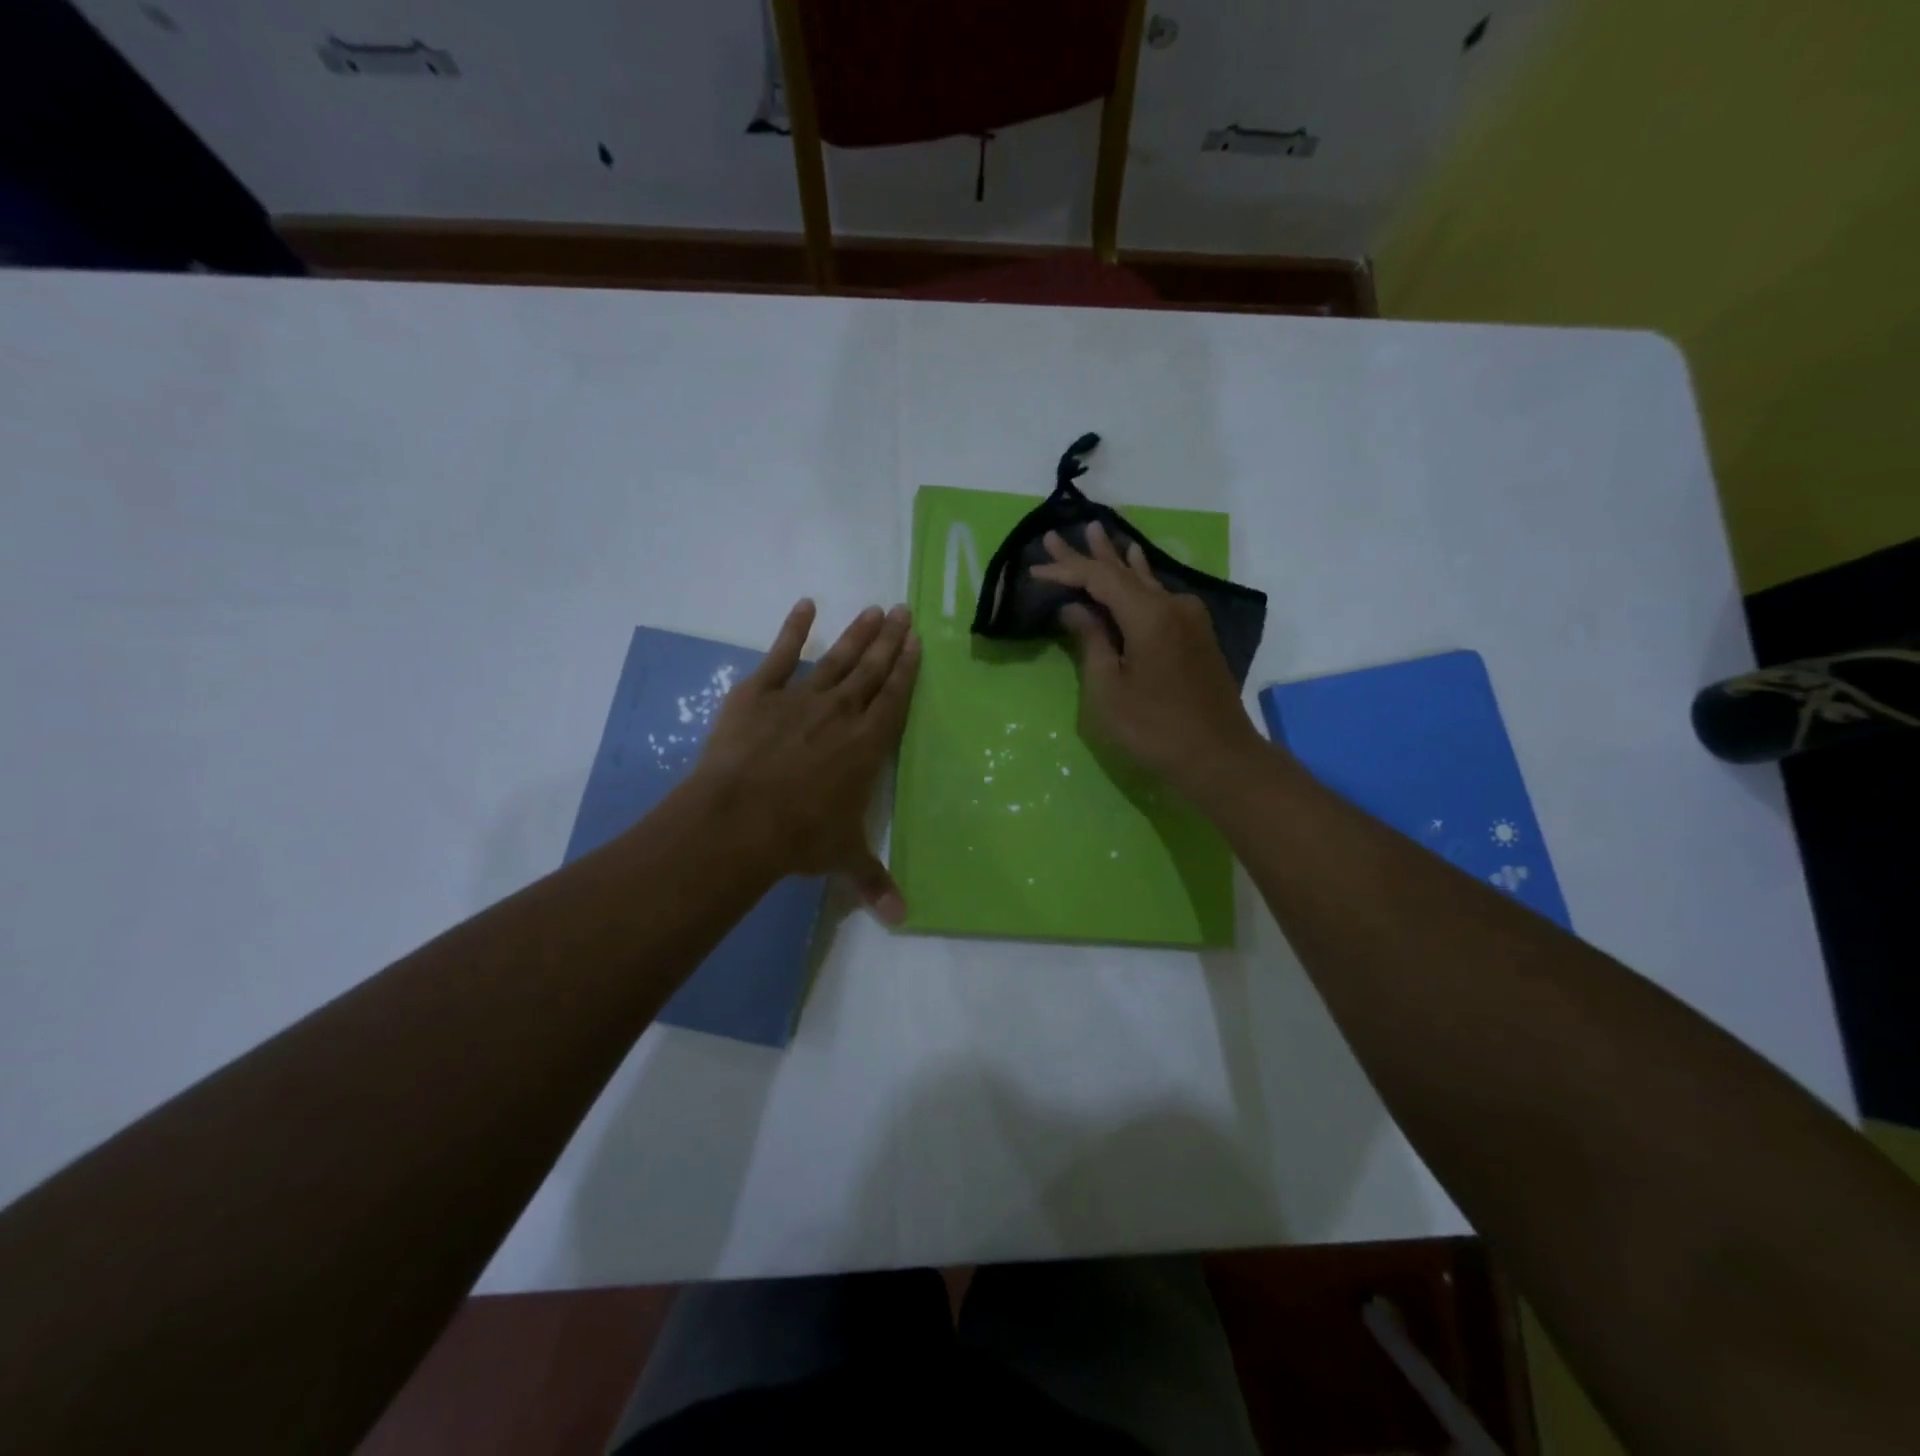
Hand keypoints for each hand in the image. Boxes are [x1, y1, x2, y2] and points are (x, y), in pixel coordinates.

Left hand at [695, 600, 920, 923]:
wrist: (738, 818)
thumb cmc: (799, 836)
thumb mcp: (842, 858)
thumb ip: (873, 882)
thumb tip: (902, 921)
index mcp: (867, 745)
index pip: (894, 698)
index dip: (907, 669)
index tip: (916, 641)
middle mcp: (841, 713)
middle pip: (872, 669)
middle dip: (890, 640)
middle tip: (903, 610)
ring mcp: (800, 698)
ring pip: (837, 658)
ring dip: (857, 633)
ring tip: (874, 609)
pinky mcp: (760, 693)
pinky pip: (781, 655)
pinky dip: (793, 629)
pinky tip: (805, 606)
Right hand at [1031, 523, 1264, 805]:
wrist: (1219, 756)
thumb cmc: (1155, 728)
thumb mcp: (1109, 690)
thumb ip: (1091, 642)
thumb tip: (1074, 608)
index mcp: (1149, 615)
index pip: (1099, 578)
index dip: (1066, 570)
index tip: (1034, 568)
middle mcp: (1172, 604)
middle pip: (1122, 571)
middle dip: (1088, 554)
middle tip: (1056, 535)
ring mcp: (1189, 617)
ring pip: (1144, 579)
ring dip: (1116, 560)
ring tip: (1096, 533)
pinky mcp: (1196, 633)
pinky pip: (1160, 594)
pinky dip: (1139, 578)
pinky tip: (1137, 563)